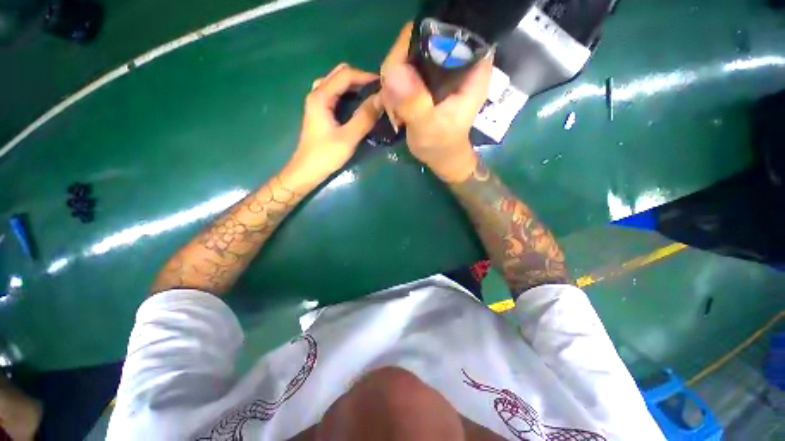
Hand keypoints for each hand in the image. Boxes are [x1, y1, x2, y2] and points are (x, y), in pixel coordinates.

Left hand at [286, 63, 381, 185]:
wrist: (306, 171)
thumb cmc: (325, 155)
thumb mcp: (348, 138)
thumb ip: (364, 118)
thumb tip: (381, 99)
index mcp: (321, 96)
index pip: (345, 75)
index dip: (366, 76)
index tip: (384, 84)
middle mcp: (317, 93)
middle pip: (339, 74)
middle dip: (360, 78)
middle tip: (378, 90)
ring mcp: (316, 102)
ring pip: (336, 83)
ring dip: (353, 85)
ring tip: (370, 95)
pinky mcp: (319, 111)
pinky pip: (334, 93)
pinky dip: (347, 93)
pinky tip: (357, 103)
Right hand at [380, 23, 493, 181]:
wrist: (441, 157)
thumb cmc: (442, 146)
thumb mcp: (429, 129)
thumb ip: (415, 104)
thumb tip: (392, 73)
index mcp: (471, 68)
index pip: (446, 31)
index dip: (419, 42)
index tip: (402, 69)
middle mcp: (457, 61)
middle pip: (421, 39)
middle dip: (399, 65)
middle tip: (394, 97)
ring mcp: (440, 69)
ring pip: (408, 54)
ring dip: (393, 79)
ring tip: (396, 108)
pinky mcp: (427, 78)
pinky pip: (402, 69)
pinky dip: (393, 86)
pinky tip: (395, 106)